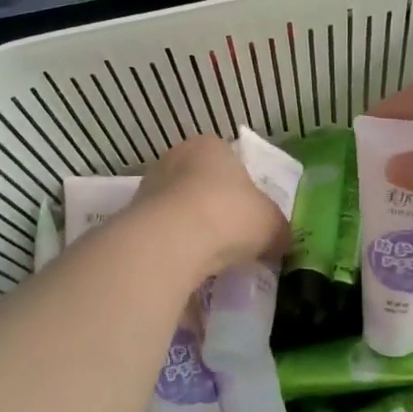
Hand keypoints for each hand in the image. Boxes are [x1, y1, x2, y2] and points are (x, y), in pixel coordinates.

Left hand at [132, 135, 287, 284]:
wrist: (171, 241)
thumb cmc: (229, 214)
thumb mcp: (271, 223)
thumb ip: (277, 228)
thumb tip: (281, 241)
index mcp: (211, 145)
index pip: (230, 160)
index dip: (243, 188)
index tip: (250, 216)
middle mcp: (176, 157)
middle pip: (201, 183)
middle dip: (215, 208)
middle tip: (232, 238)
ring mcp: (149, 185)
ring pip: (179, 208)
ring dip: (192, 229)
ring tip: (210, 258)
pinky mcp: (132, 217)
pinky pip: (162, 232)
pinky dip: (174, 246)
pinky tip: (187, 266)